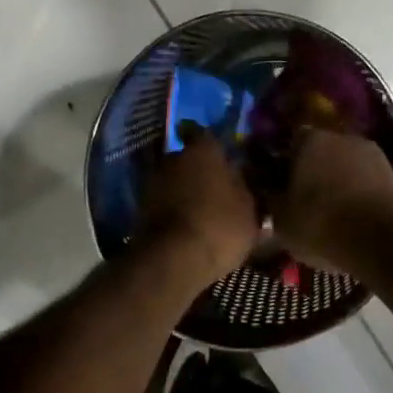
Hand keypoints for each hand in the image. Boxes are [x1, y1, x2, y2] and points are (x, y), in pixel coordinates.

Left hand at [137, 130, 260, 284]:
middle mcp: (174, 158)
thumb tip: (245, 181)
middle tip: (215, 185)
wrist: (173, 260)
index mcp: (203, 151)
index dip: (208, 141)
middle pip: (187, 158)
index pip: (201, 132)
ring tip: (201, 208)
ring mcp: (153, 183)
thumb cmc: (220, 226)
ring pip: (174, 180)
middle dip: (198, 169)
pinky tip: (187, 224)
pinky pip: (163, 202)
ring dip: (184, 190)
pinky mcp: (141, 209)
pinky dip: (173, 209)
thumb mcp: (250, 211)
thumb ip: (247, 190)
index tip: (217, 150)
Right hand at [272, 129, 392, 270]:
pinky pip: (367, 183)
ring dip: (338, 183)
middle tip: (304, 201)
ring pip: (346, 167)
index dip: (283, 164)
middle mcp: (343, 137)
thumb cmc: (321, 223)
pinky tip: (353, 220)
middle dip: (313, 172)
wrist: (383, 240)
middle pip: (321, 152)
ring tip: (331, 214)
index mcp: (310, 139)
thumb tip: (268, 191)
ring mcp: (373, 154)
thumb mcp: (281, 219)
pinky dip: (359, 196)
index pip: (290, 142)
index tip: (279, 186)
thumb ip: (271, 199)